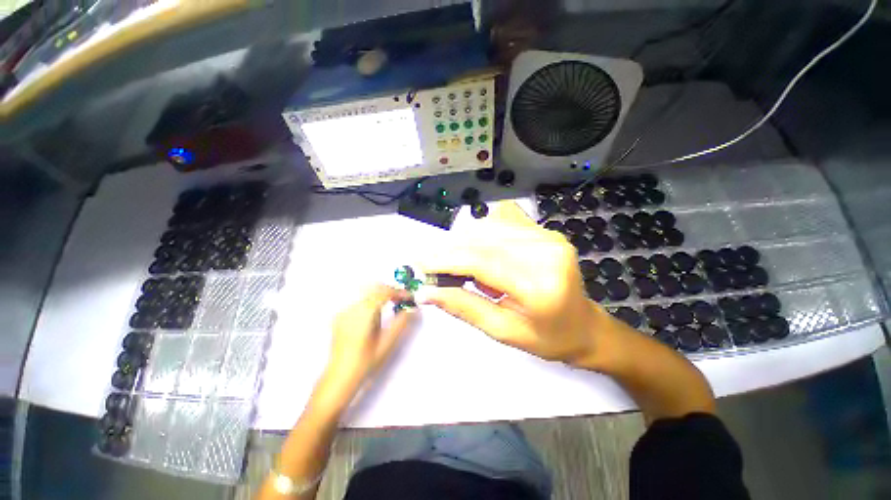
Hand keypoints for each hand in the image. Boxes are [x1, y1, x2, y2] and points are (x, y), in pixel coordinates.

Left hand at [324, 284, 416, 393]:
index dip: (398, 292)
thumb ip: (401, 323)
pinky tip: (374, 314)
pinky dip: (369, 301)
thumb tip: (412, 309)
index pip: (384, 293)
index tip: (408, 296)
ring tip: (389, 306)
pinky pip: (357, 301)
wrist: (339, 377)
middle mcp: (352, 309)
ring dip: (379, 295)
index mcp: (364, 313)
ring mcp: (344, 312)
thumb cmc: (365, 362)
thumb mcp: (387, 343)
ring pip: (365, 293)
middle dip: (389, 290)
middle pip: (373, 288)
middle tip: (400, 299)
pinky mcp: (340, 317)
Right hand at [421, 201, 614, 368]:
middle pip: (482, 239)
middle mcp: (546, 252)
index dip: (444, 260)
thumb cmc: (546, 338)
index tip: (418, 264)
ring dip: (464, 242)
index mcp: (539, 286)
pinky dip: (483, 232)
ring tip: (458, 264)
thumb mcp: (502, 332)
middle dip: (449, 250)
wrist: (584, 326)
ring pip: (489, 225)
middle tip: (431, 266)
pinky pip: (503, 219)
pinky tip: (481, 250)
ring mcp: (548, 236)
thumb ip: (464, 307)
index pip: (480, 262)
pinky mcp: (545, 231)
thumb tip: (426, 292)